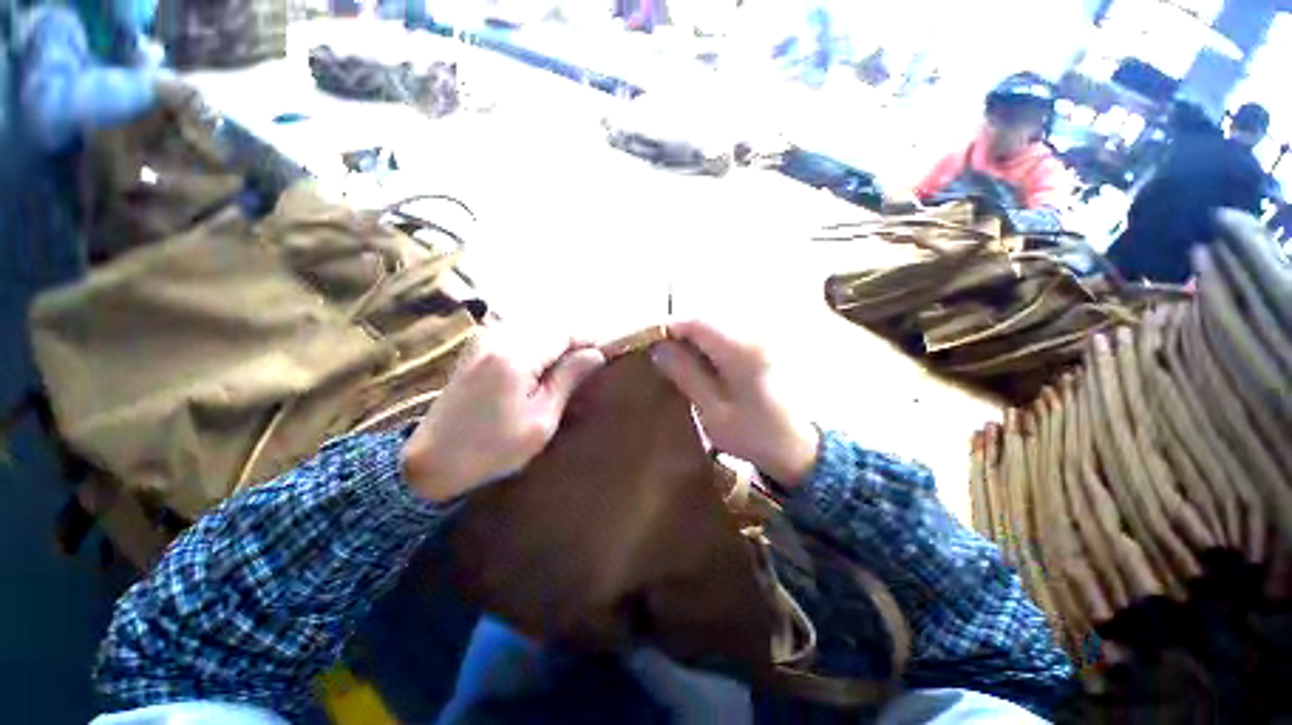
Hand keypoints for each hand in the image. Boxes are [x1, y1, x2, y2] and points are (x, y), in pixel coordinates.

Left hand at [401, 327, 605, 501]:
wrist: (434, 460)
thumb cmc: (493, 448)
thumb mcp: (541, 419)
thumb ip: (568, 379)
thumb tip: (596, 354)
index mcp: (514, 354)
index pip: (564, 331)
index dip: (588, 340)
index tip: (603, 358)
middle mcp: (497, 336)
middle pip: (550, 325)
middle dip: (572, 343)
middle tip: (584, 371)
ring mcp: (483, 339)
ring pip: (535, 328)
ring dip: (554, 345)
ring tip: (564, 373)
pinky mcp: (477, 347)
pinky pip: (518, 335)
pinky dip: (537, 347)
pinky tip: (538, 371)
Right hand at [651, 320, 819, 486]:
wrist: (798, 446)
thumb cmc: (755, 434)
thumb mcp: (713, 411)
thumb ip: (685, 374)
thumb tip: (658, 347)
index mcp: (740, 348)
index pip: (693, 321)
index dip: (664, 328)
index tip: (643, 343)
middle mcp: (750, 332)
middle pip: (701, 318)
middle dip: (674, 332)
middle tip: (654, 353)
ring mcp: (756, 337)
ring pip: (711, 325)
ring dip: (688, 338)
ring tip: (670, 359)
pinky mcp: (757, 346)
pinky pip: (722, 335)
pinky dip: (703, 344)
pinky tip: (695, 363)